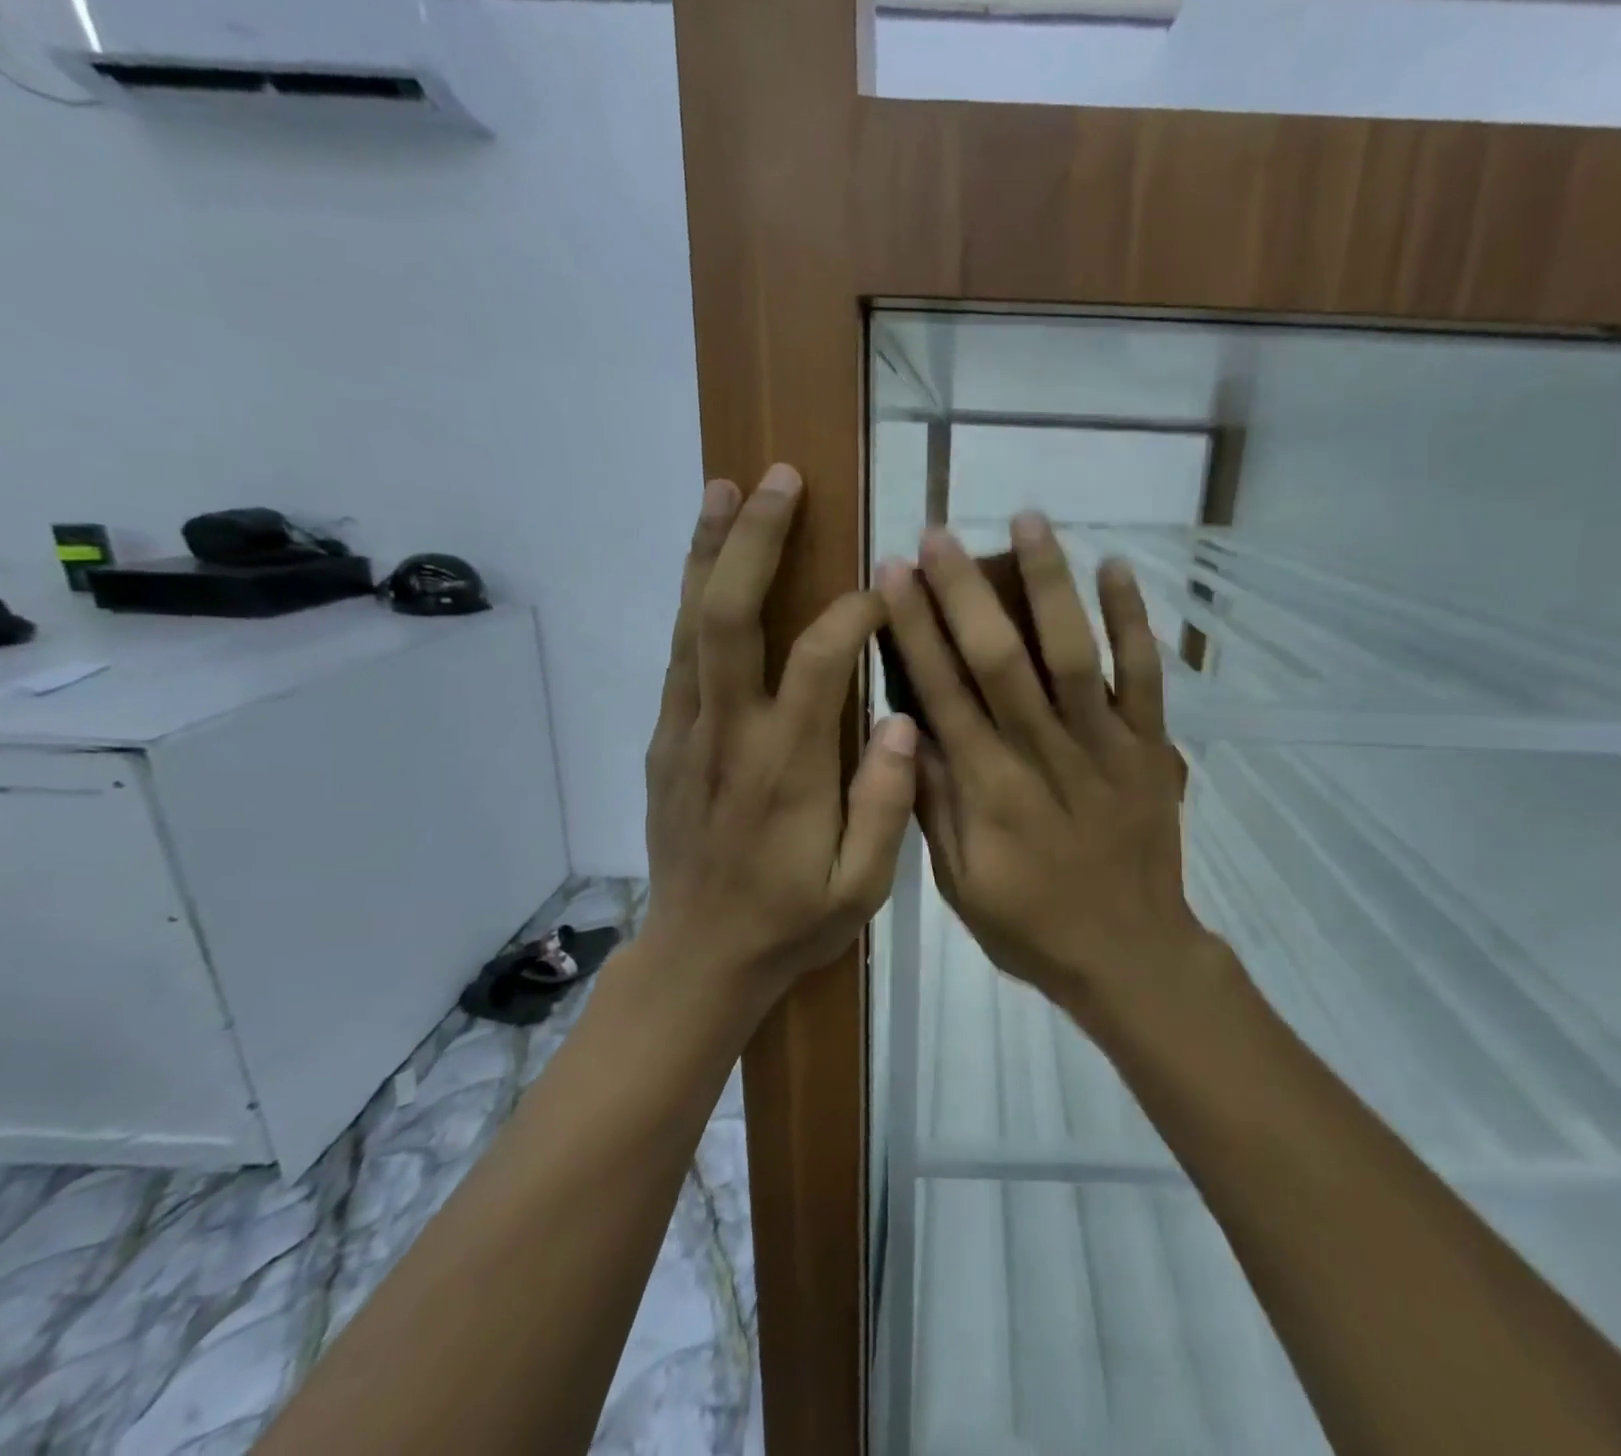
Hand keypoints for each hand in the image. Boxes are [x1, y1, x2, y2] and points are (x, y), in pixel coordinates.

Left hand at [640, 464, 919, 999]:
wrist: (696, 957)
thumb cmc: (789, 922)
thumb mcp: (860, 888)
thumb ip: (885, 804)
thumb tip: (903, 719)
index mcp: (786, 768)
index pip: (820, 661)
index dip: (854, 611)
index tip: (887, 586)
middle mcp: (728, 734)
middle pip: (729, 616)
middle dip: (753, 540)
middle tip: (779, 479)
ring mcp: (686, 733)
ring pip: (690, 624)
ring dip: (707, 551)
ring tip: (727, 487)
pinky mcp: (665, 740)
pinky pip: (678, 655)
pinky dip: (691, 599)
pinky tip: (705, 565)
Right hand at [878, 514, 1210, 1010]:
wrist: (1129, 953)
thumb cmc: (1032, 925)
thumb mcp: (960, 882)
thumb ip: (933, 803)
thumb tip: (904, 726)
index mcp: (989, 789)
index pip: (943, 692)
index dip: (916, 629)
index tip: (894, 574)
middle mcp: (1043, 754)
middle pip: (1000, 659)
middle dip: (964, 592)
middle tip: (938, 533)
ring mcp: (1104, 745)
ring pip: (1074, 653)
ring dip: (1049, 584)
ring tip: (1027, 520)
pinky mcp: (1150, 747)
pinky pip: (1146, 676)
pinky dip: (1134, 621)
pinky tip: (1115, 567)